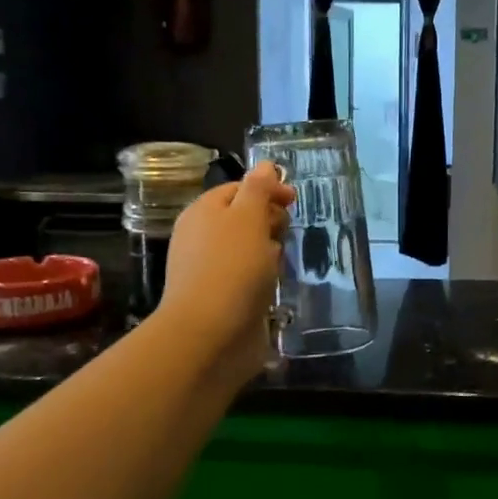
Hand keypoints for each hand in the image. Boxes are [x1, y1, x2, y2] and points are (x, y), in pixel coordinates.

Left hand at [156, 163, 293, 382]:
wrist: (210, 334)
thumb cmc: (231, 267)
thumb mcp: (248, 217)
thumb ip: (259, 188)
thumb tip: (266, 164)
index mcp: (203, 212)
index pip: (238, 189)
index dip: (267, 190)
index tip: (294, 201)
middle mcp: (202, 238)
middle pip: (243, 218)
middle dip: (269, 221)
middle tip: (285, 232)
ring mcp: (211, 270)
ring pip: (248, 250)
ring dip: (269, 251)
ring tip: (281, 261)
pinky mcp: (223, 299)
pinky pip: (248, 278)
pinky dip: (264, 278)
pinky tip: (274, 286)